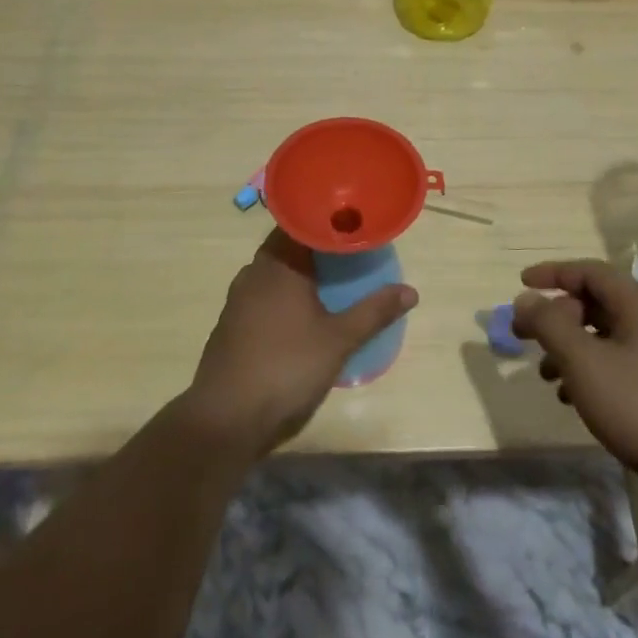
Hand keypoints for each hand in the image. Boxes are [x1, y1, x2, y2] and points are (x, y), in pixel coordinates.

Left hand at [183, 230, 417, 456]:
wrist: (226, 418)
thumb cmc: (286, 368)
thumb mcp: (339, 340)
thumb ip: (374, 312)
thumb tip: (411, 291)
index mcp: (279, 264)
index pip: (301, 223)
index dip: (326, 219)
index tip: (352, 220)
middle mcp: (255, 272)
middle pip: (288, 246)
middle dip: (318, 247)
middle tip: (351, 251)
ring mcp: (239, 299)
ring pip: (275, 271)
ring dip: (301, 272)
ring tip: (334, 279)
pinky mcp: (232, 324)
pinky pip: (264, 295)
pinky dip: (286, 294)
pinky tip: (305, 312)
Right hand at [511, 260, 637, 489]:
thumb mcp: (583, 361)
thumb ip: (549, 324)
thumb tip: (526, 299)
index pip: (589, 271)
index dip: (553, 273)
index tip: (521, 283)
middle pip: (594, 303)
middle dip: (555, 317)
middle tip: (523, 335)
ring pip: (602, 337)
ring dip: (568, 348)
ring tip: (545, 374)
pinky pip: (615, 365)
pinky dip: (587, 372)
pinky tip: (570, 398)